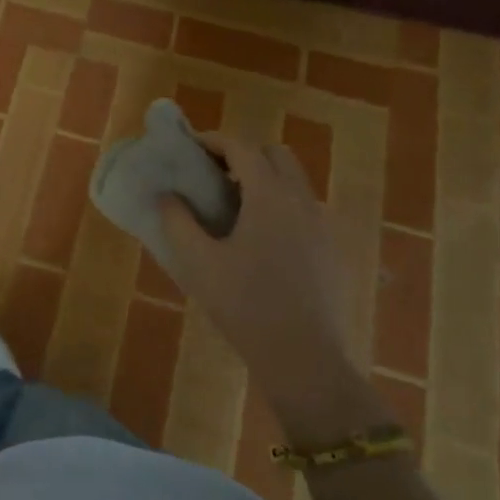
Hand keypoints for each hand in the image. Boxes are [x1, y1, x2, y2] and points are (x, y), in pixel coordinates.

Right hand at [159, 137, 385, 440]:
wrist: (304, 359)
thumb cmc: (245, 305)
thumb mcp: (198, 263)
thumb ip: (177, 222)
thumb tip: (167, 196)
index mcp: (269, 197)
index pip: (242, 147)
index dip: (214, 141)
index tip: (190, 146)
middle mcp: (302, 201)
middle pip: (276, 155)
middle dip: (244, 155)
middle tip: (214, 175)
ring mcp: (322, 225)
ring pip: (295, 182)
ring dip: (265, 179)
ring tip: (234, 207)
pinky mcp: (332, 250)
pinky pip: (305, 209)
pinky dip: (281, 205)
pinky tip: (260, 240)